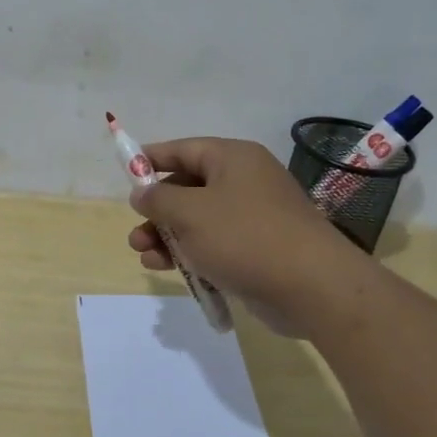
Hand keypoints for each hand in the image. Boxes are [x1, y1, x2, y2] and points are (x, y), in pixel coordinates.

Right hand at [127, 138, 368, 335]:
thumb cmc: (245, 237)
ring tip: (144, 255)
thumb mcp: (190, 213)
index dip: (151, 160)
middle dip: (157, 209)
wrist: (311, 286)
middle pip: (189, 187)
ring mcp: (253, 216)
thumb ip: (158, 199)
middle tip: (135, 229)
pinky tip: (168, 269)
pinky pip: (215, 243)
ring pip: (199, 219)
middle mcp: (244, 181)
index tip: (125, 173)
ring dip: (168, 236)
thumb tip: (142, 192)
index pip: (184, 149)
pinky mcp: (258, 249)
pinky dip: (191, 252)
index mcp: (232, 158)